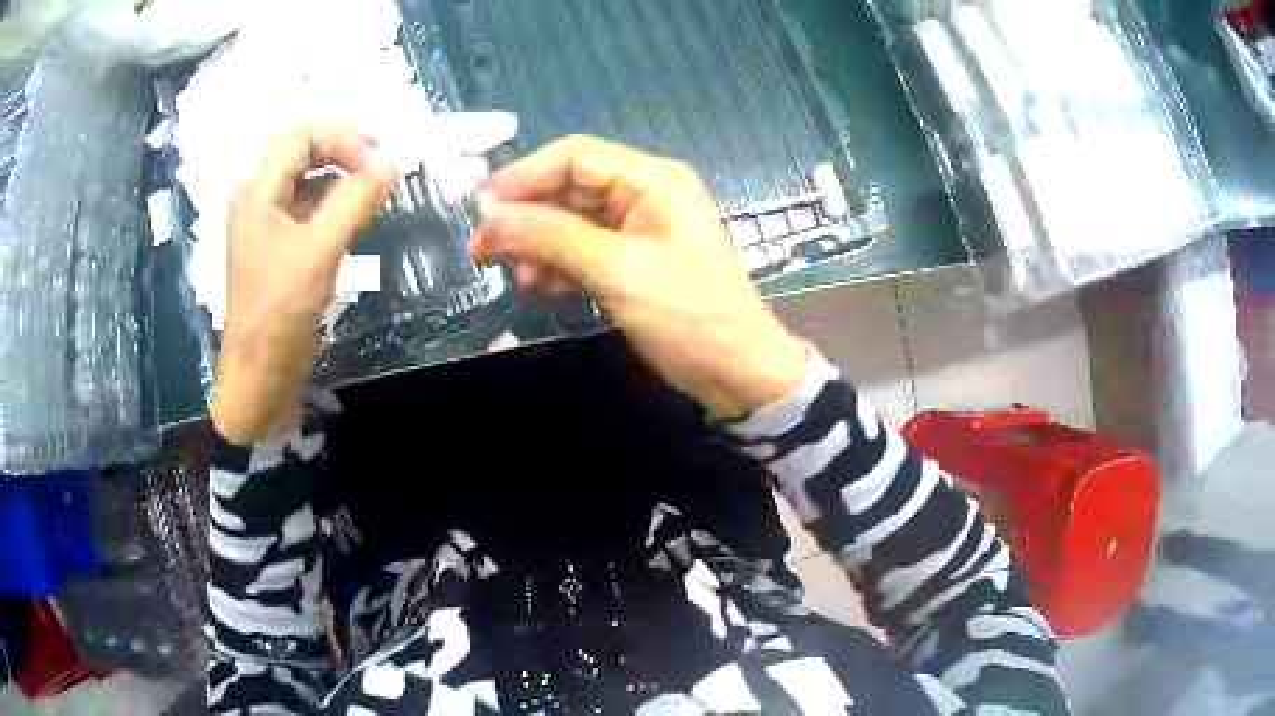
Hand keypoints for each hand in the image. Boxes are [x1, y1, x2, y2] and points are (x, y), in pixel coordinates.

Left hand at [211, 124, 395, 445]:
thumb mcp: (320, 251)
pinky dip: (334, 205)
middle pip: (301, 153)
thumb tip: (392, 162)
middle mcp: (259, 201)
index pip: (300, 138)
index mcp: (257, 194)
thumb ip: (355, 201)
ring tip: (374, 190)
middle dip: (342, 151)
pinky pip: (308, 209)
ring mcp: (268, 225)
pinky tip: (356, 216)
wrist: (260, 376)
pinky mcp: (279, 248)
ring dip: (340, 178)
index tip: (376, 160)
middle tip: (380, 164)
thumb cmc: (280, 312)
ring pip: (307, 181)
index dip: (341, 139)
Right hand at [471, 136, 809, 416]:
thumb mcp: (617, 270)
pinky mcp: (634, 261)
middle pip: (569, 188)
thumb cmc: (688, 315)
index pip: (574, 156)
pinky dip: (558, 264)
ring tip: (510, 274)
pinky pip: (585, 250)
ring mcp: (640, 229)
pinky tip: (538, 286)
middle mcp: (645, 194)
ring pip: (572, 221)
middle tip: (482, 249)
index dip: (523, 176)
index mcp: (651, 180)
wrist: (738, 373)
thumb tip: (488, 215)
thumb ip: (550, 236)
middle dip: (525, 215)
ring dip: (537, 243)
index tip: (480, 208)